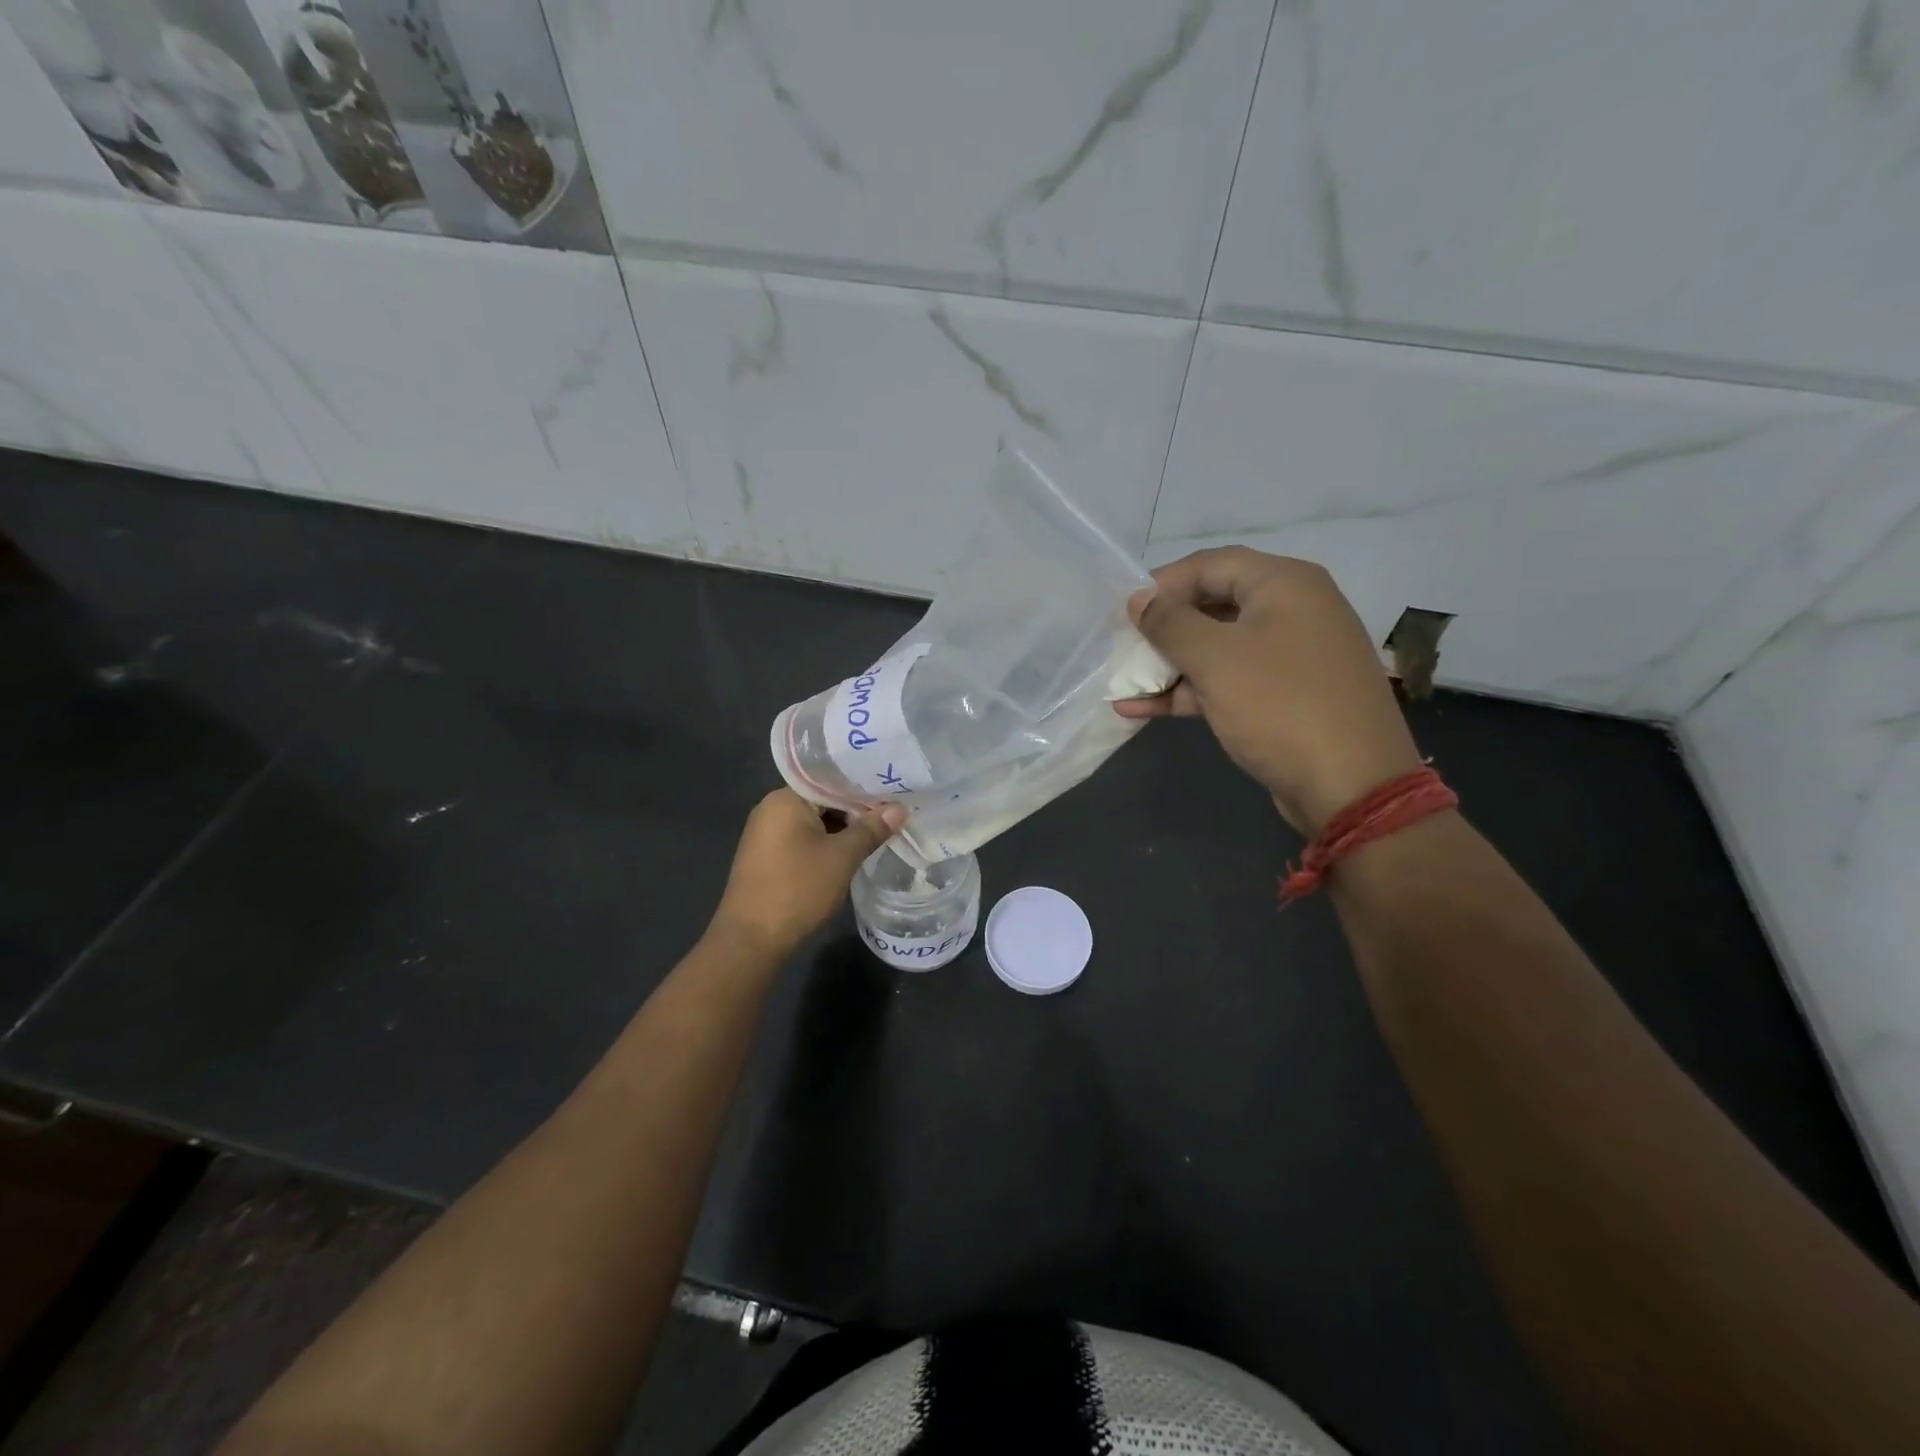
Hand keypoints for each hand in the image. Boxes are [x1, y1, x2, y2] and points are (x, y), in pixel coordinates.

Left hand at [709, 789, 905, 960]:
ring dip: (842, 829)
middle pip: (822, 799)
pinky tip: (850, 853)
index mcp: (785, 799)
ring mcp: (766, 835)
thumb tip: (899, 809)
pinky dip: (826, 843)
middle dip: (855, 810)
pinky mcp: (767, 857)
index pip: (830, 779)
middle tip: (892, 814)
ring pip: (814, 822)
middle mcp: (771, 809)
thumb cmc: (797, 889)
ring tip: (878, 833)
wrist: (751, 940)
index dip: (864, 787)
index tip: (893, 793)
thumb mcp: (842, 858)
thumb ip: (870, 829)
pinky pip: (803, 839)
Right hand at [1114, 547, 1422, 831]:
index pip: (1211, 564)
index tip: (1124, 610)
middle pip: (1213, 604)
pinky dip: (1190, 691)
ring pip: (1218, 648)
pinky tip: (1141, 709)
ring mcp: (1290, 656)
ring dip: (1169, 665)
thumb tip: (1138, 600)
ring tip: (1122, 683)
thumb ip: (1169, 624)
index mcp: (1285, 584)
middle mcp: (1293, 610)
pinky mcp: (1284, 697)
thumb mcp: (1215, 659)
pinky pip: (1230, 681)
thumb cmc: (1280, 706)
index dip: (1162, 583)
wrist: (1352, 787)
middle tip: (1123, 646)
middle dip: (1163, 628)